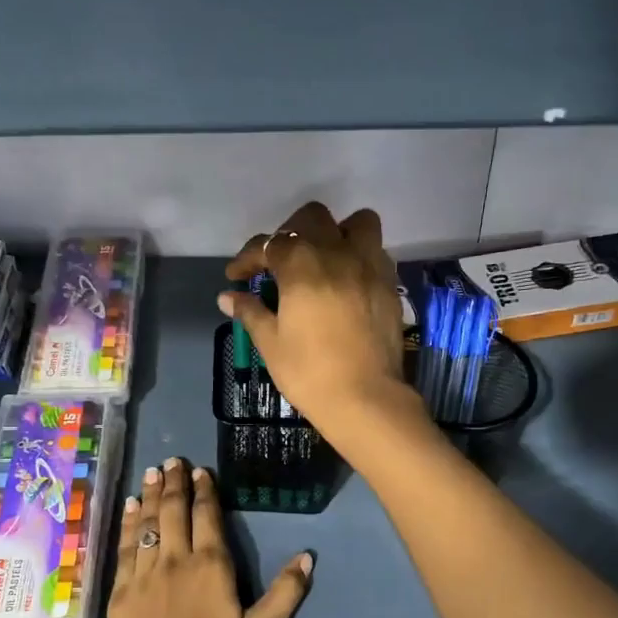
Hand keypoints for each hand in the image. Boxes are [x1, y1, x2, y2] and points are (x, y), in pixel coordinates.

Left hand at [106, 458, 311, 617]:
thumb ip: (285, 594)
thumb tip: (307, 556)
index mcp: (211, 566)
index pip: (207, 517)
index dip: (204, 491)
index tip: (201, 471)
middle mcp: (175, 560)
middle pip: (173, 512)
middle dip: (174, 484)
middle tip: (172, 461)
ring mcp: (144, 574)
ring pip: (147, 524)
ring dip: (151, 495)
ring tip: (152, 473)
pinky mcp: (121, 591)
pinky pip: (124, 547)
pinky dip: (128, 524)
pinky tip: (130, 509)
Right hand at [219, 203, 416, 443]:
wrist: (365, 399)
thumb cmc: (309, 372)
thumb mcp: (271, 343)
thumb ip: (251, 312)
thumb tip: (227, 297)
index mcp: (301, 264)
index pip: (267, 245)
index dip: (247, 259)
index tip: (236, 277)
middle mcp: (337, 253)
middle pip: (311, 218)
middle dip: (290, 232)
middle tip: (279, 261)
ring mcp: (369, 265)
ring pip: (356, 223)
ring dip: (336, 233)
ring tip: (323, 259)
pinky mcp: (389, 284)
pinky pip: (376, 252)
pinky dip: (359, 256)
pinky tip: (347, 282)